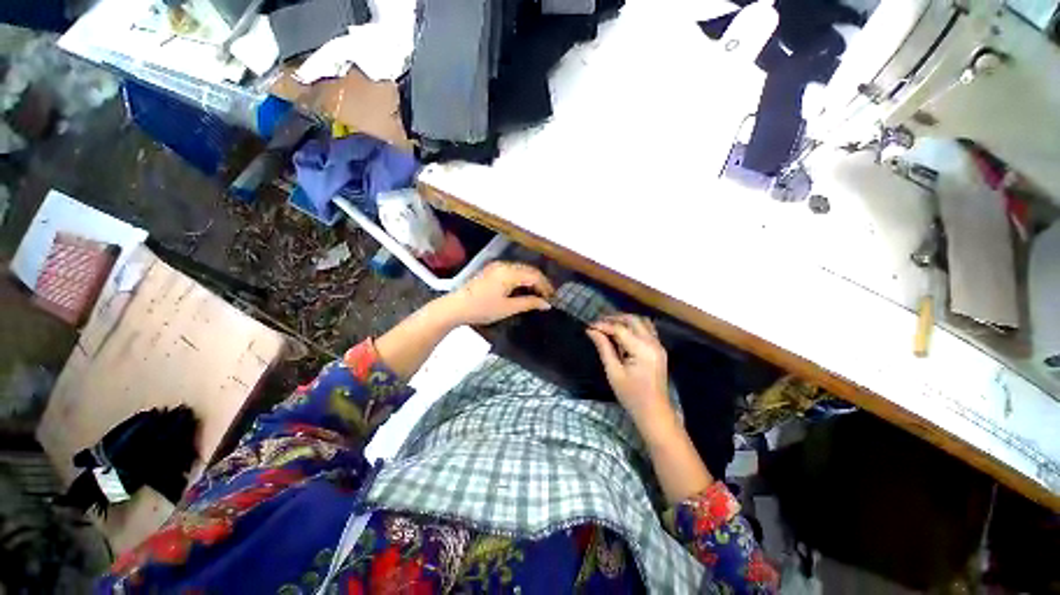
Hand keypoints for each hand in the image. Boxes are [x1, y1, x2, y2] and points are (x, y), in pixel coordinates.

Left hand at [446, 261, 554, 325]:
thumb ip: (529, 303)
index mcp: (509, 272)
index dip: (545, 286)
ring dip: (531, 280)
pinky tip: (523, 290)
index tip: (552, 298)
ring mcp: (496, 266)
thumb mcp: (508, 308)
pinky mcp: (491, 270)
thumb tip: (546, 304)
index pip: (534, 275)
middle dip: (540, 282)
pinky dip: (521, 279)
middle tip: (547, 297)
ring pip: (521, 270)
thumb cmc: (482, 309)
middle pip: (529, 270)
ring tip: (537, 294)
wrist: (456, 307)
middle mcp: (504, 265)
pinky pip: (512, 271)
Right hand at [587, 314, 674, 431]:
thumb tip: (591, 331)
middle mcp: (653, 343)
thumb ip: (604, 348)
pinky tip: (623, 333)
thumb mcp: (614, 372)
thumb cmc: (631, 395)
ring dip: (625, 320)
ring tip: (609, 326)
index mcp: (642, 349)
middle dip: (614, 318)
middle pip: (633, 320)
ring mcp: (658, 345)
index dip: (603, 325)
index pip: (620, 329)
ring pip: (641, 322)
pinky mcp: (659, 349)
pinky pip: (647, 329)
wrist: (654, 412)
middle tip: (598, 324)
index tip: (589, 326)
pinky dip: (634, 326)